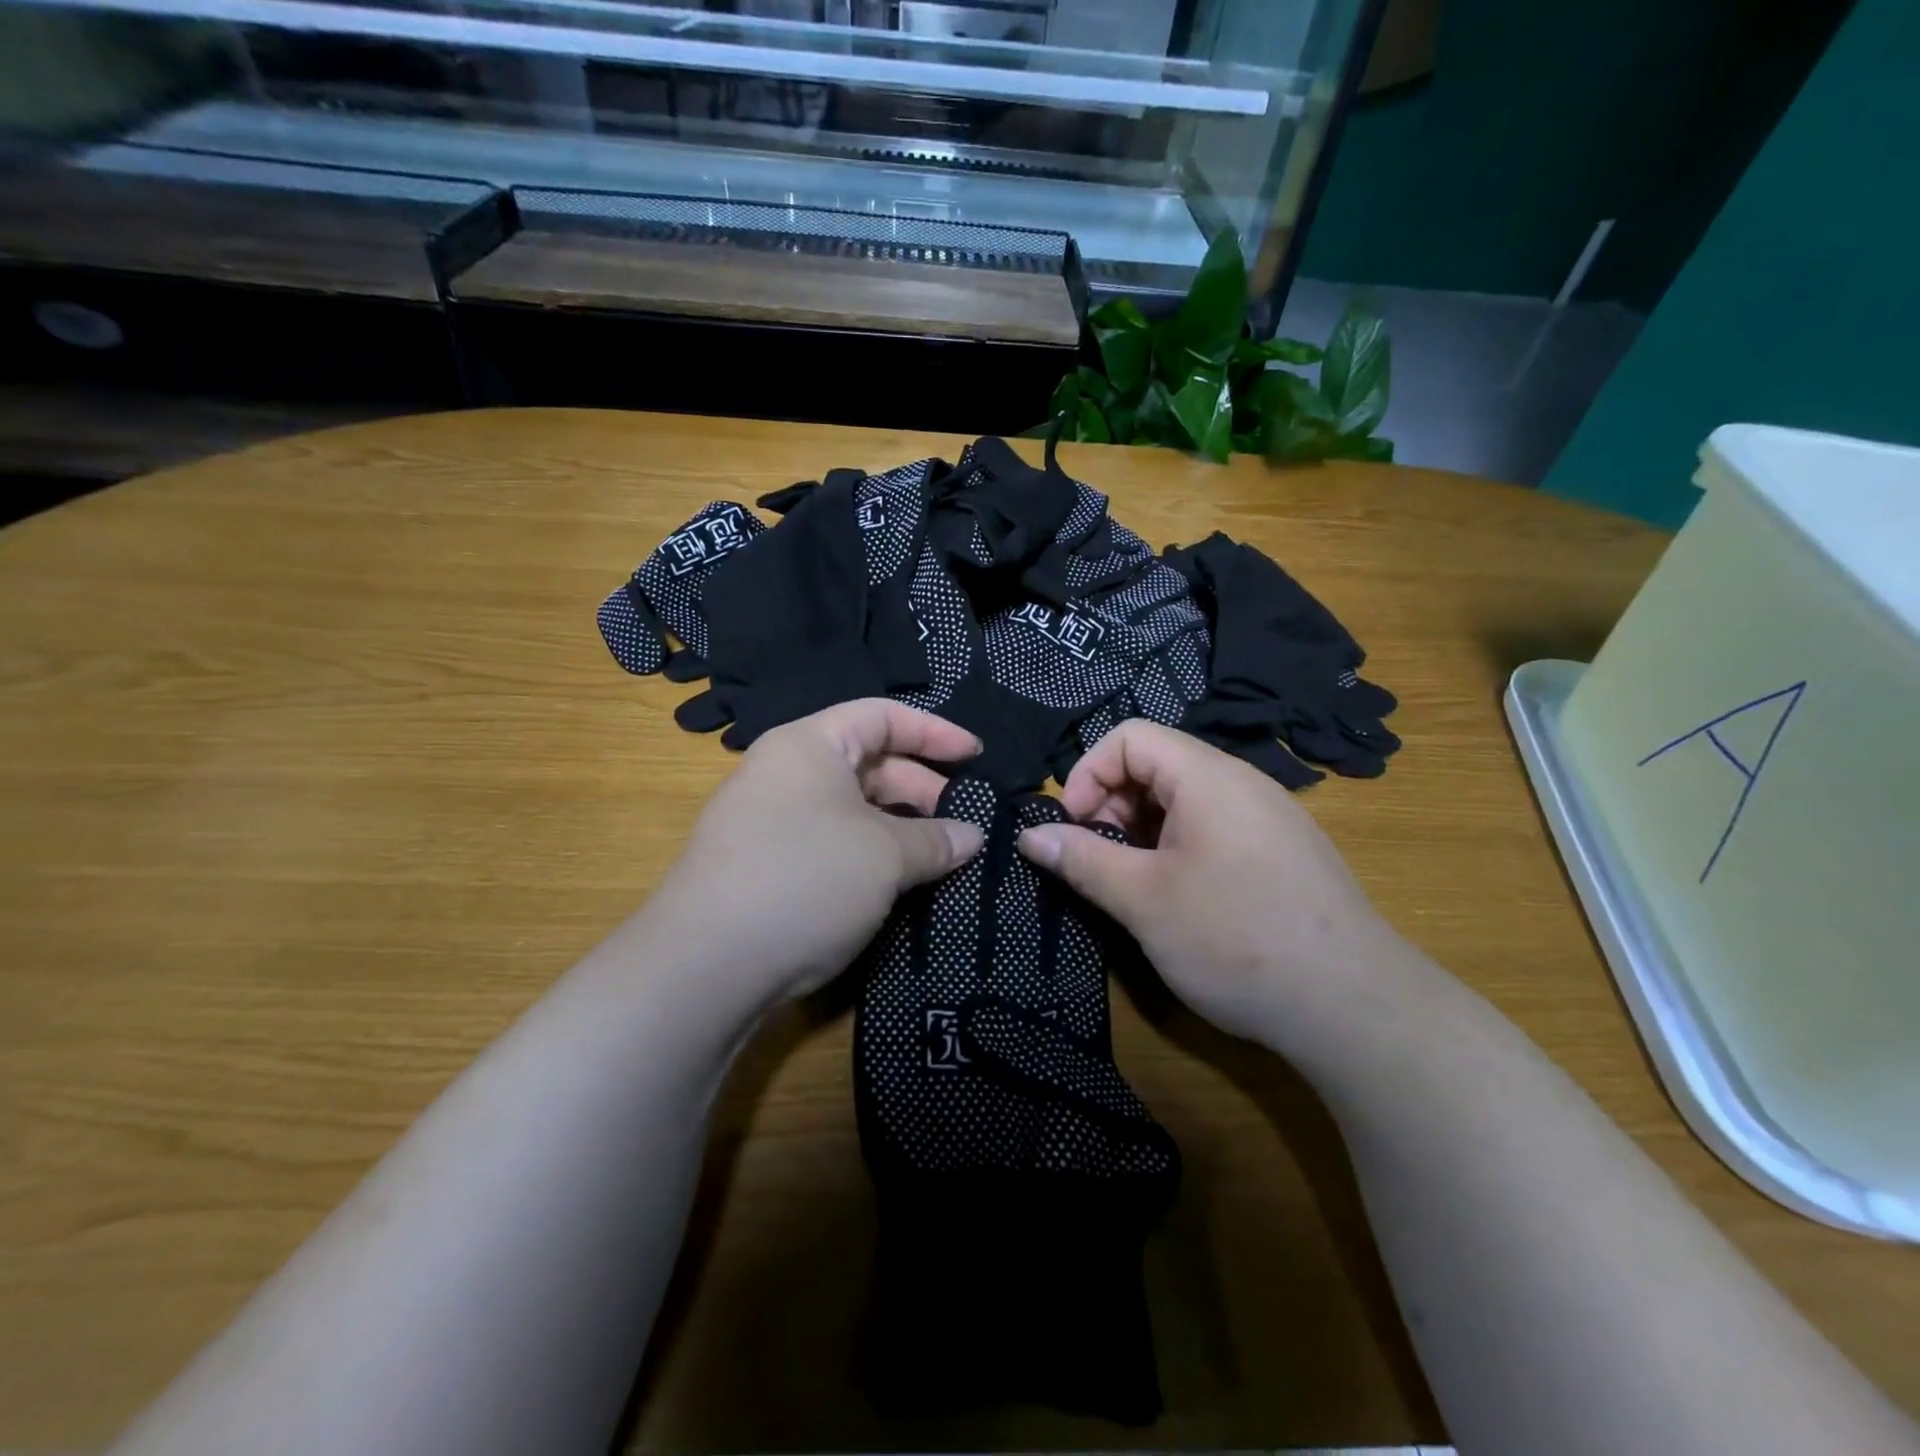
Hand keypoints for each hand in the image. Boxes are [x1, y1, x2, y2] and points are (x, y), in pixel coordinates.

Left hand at [642, 700, 984, 1013]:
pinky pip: (830, 842)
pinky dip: (869, 853)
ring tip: (940, 856)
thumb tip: (971, 837)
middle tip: (964, 822)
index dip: (935, 732)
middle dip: (921, 787)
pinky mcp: (764, 864)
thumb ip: (936, 839)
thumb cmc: (806, 879)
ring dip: (899, 827)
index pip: (883, 716)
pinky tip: (895, 883)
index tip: (977, 757)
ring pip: (850, 808)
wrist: (704, 966)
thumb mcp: (885, 855)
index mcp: (809, 745)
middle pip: (868, 762)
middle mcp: (785, 772)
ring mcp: (769, 820)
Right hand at [1016, 720, 1431, 1049]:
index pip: (1129, 737)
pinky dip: (1176, 848)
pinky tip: (1177, 897)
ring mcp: (1266, 817)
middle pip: (1155, 765)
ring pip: (1182, 800)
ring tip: (1133, 886)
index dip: (1087, 774)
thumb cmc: (1237, 940)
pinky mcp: (1280, 851)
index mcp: (1208, 777)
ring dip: (1141, 831)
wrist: (1356, 1008)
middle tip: (1100, 863)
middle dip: (1111, 805)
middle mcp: (1241, 783)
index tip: (1073, 829)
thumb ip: (1082, 860)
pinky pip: (1212, 827)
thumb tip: (1029, 836)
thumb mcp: (1143, 901)